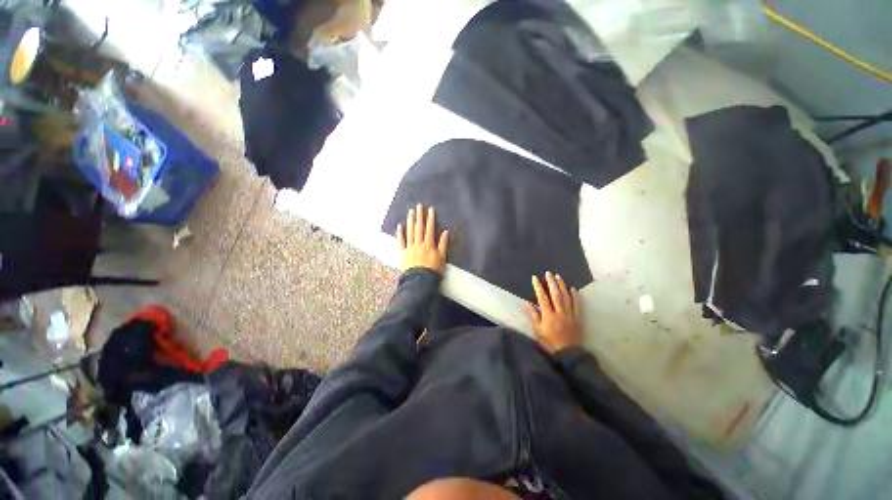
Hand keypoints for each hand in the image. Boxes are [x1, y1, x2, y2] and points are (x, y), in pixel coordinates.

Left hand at [397, 204, 449, 273]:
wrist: (420, 281)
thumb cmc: (433, 270)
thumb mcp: (442, 258)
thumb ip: (443, 244)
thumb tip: (445, 232)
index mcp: (429, 244)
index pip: (430, 228)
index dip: (430, 218)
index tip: (430, 209)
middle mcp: (419, 243)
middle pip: (419, 227)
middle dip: (419, 216)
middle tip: (418, 206)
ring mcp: (410, 247)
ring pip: (410, 231)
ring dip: (410, 221)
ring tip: (410, 211)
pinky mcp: (403, 253)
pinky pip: (401, 241)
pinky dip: (400, 233)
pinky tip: (399, 226)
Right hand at [528, 272, 581, 353]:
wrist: (569, 353)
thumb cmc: (550, 343)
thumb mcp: (539, 331)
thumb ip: (534, 317)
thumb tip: (528, 304)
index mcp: (549, 316)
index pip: (542, 298)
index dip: (538, 287)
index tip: (535, 278)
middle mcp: (560, 313)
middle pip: (556, 295)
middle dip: (551, 282)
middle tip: (548, 273)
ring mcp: (570, 314)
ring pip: (566, 297)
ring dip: (562, 286)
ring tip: (558, 277)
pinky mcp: (578, 318)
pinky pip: (577, 305)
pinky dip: (575, 296)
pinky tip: (573, 289)